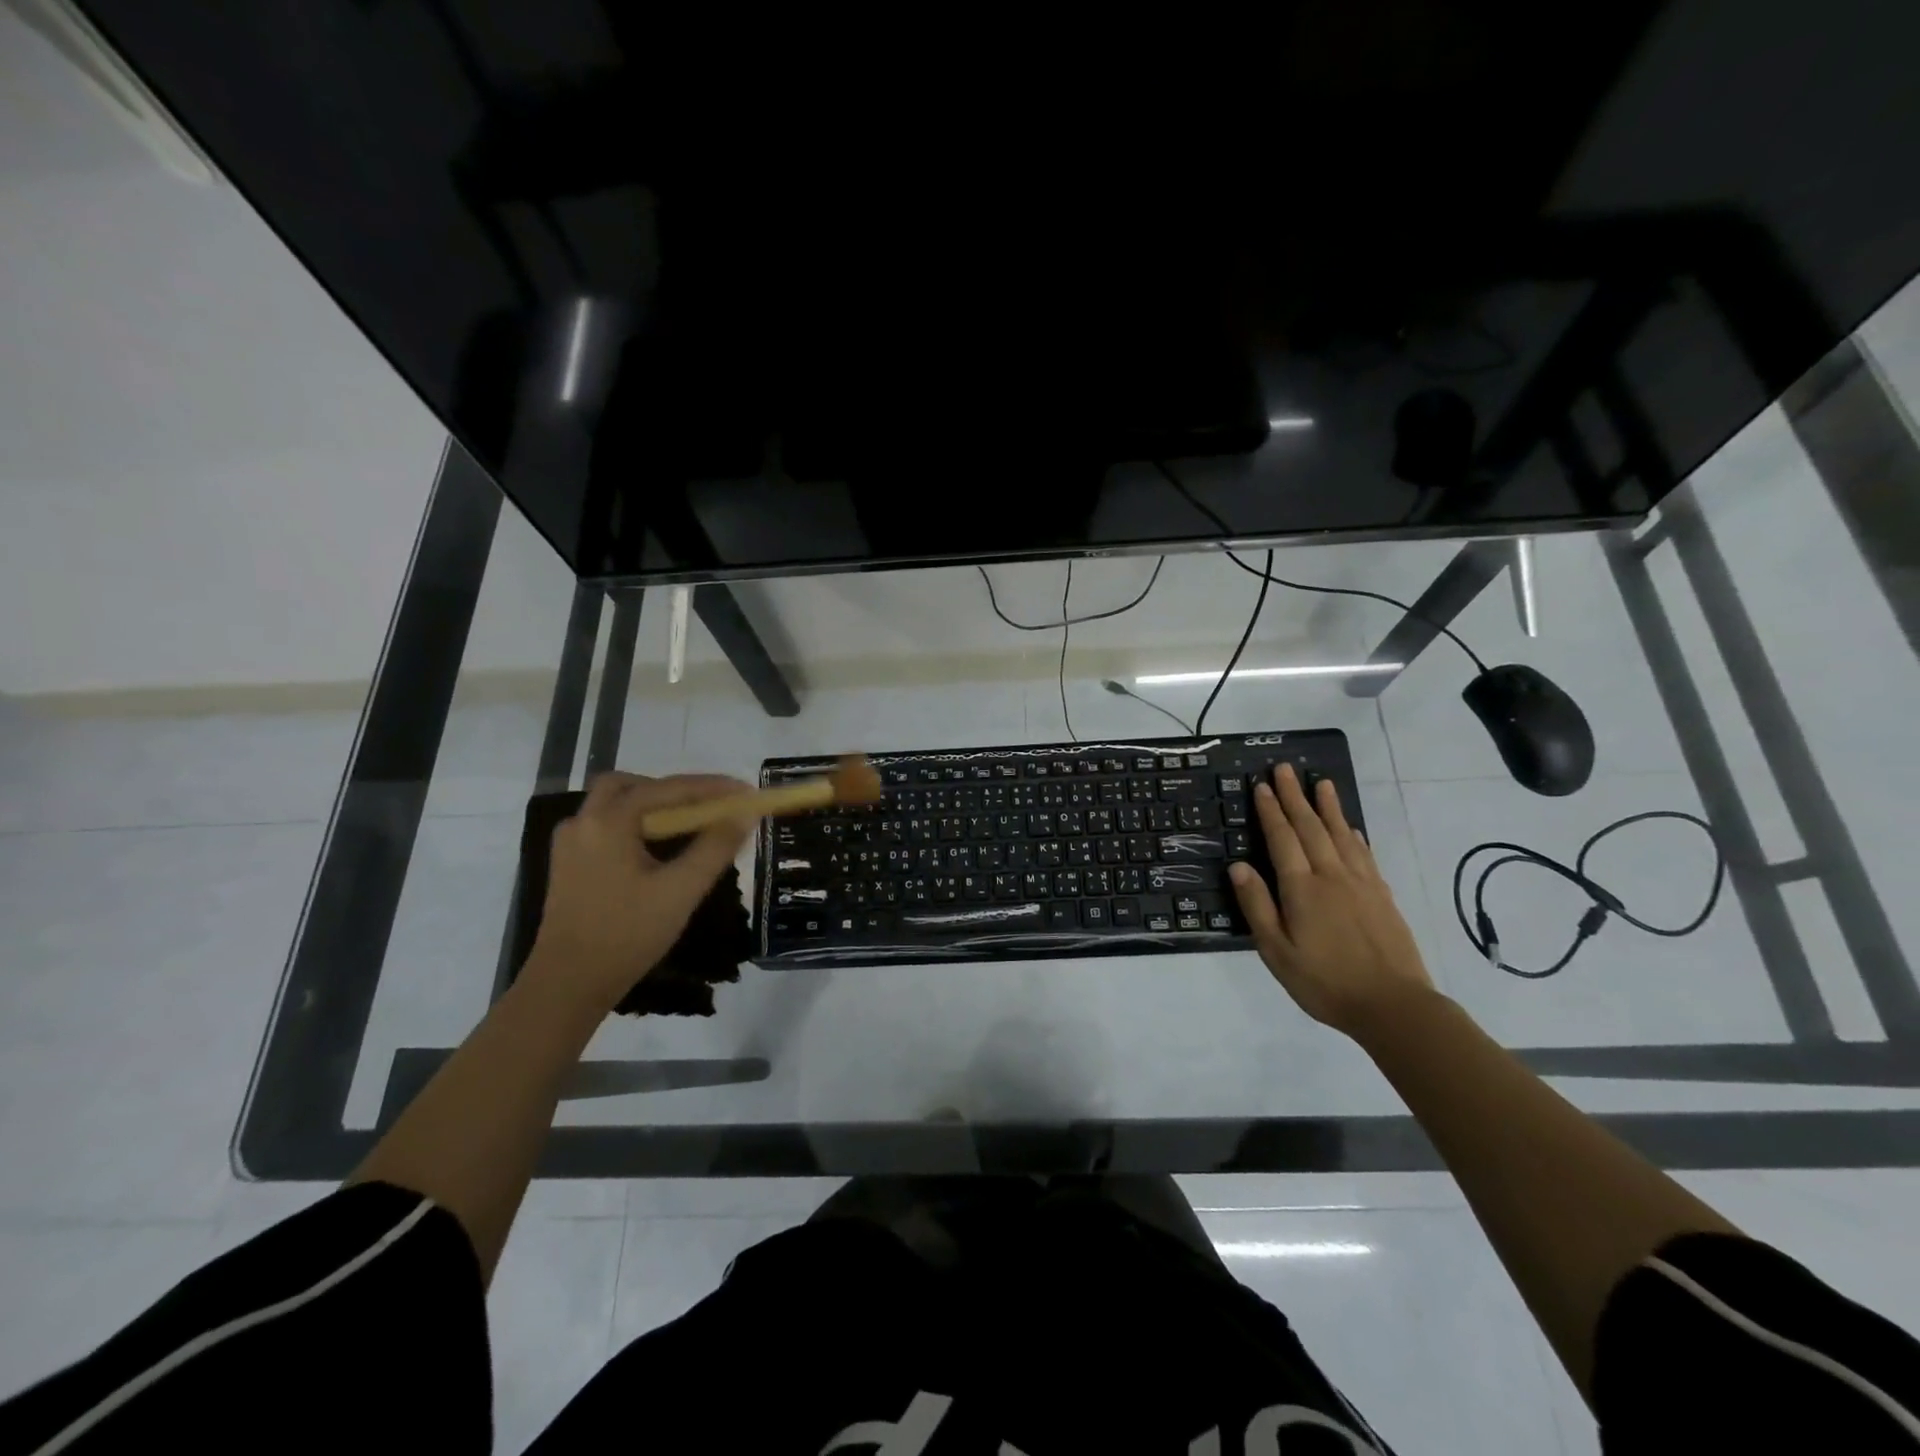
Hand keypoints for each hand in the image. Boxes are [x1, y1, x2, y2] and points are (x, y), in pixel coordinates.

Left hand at [526, 772, 753, 1015]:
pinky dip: (634, 825)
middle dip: (671, 790)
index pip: (668, 789)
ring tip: (686, 828)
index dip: (712, 787)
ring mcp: (570, 844)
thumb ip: (716, 847)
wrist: (568, 985)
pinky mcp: (568, 865)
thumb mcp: (681, 890)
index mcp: (608, 821)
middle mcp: (583, 822)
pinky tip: (656, 850)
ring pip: (614, 805)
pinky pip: (605, 827)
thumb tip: (744, 814)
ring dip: (651, 806)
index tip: (746, 791)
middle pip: (631, 785)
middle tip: (704, 807)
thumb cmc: (628, 934)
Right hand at [1227, 763, 1436, 1038]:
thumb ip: (1258, 906)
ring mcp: (1361, 883)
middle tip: (1284, 769)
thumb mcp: (1277, 951)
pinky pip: (1363, 853)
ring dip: (1327, 806)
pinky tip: (1350, 826)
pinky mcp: (1381, 895)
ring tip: (1320, 782)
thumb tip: (1238, 866)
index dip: (1270, 810)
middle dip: (1294, 796)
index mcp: (1302, 888)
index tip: (1261, 785)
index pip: (1282, 838)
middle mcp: (1331, 876)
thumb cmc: (1325, 982)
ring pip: (1340, 834)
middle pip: (1310, 827)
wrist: (1394, 1006)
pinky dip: (1353, 834)